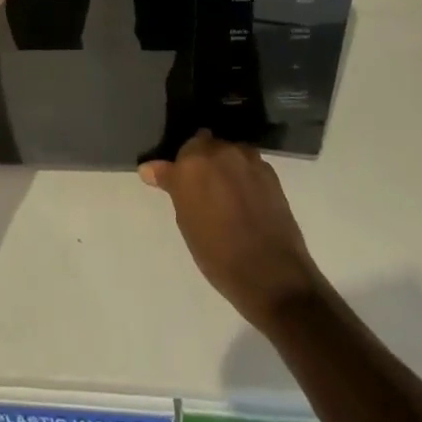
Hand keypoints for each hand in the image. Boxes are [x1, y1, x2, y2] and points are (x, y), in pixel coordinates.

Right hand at [141, 132, 321, 333]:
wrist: (272, 276)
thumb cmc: (218, 255)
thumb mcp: (186, 223)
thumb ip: (173, 188)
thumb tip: (149, 169)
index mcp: (190, 165)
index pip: (174, 158)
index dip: (173, 172)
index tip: (170, 184)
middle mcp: (218, 152)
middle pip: (201, 145)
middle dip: (198, 161)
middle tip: (200, 188)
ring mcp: (246, 159)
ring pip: (226, 151)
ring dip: (222, 164)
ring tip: (224, 191)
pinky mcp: (269, 171)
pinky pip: (247, 162)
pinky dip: (242, 173)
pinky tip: (244, 196)